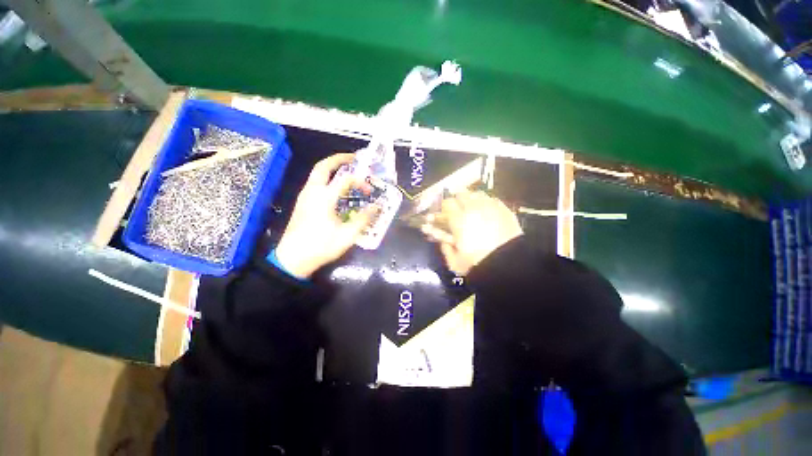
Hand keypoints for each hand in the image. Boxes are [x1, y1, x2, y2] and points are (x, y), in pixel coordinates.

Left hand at [275, 154, 375, 277]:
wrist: (292, 259)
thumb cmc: (321, 246)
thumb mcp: (347, 235)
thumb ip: (363, 218)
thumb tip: (377, 206)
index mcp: (324, 197)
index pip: (345, 179)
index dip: (360, 181)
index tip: (369, 190)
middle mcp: (312, 192)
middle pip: (323, 166)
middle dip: (339, 159)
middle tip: (353, 159)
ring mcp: (305, 197)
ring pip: (317, 173)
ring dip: (332, 168)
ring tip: (346, 171)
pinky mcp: (302, 203)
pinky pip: (315, 183)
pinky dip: (327, 179)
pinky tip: (336, 189)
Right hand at [421, 190, 522, 274]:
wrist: (509, 265)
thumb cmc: (478, 264)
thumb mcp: (454, 262)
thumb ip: (444, 248)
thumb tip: (441, 239)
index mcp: (459, 219)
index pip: (446, 203)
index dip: (443, 209)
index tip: (442, 216)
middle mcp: (474, 208)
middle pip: (461, 194)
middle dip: (456, 202)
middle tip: (457, 212)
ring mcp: (491, 207)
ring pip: (476, 194)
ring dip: (471, 200)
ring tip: (472, 210)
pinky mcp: (505, 210)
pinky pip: (491, 199)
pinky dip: (486, 203)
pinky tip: (487, 212)